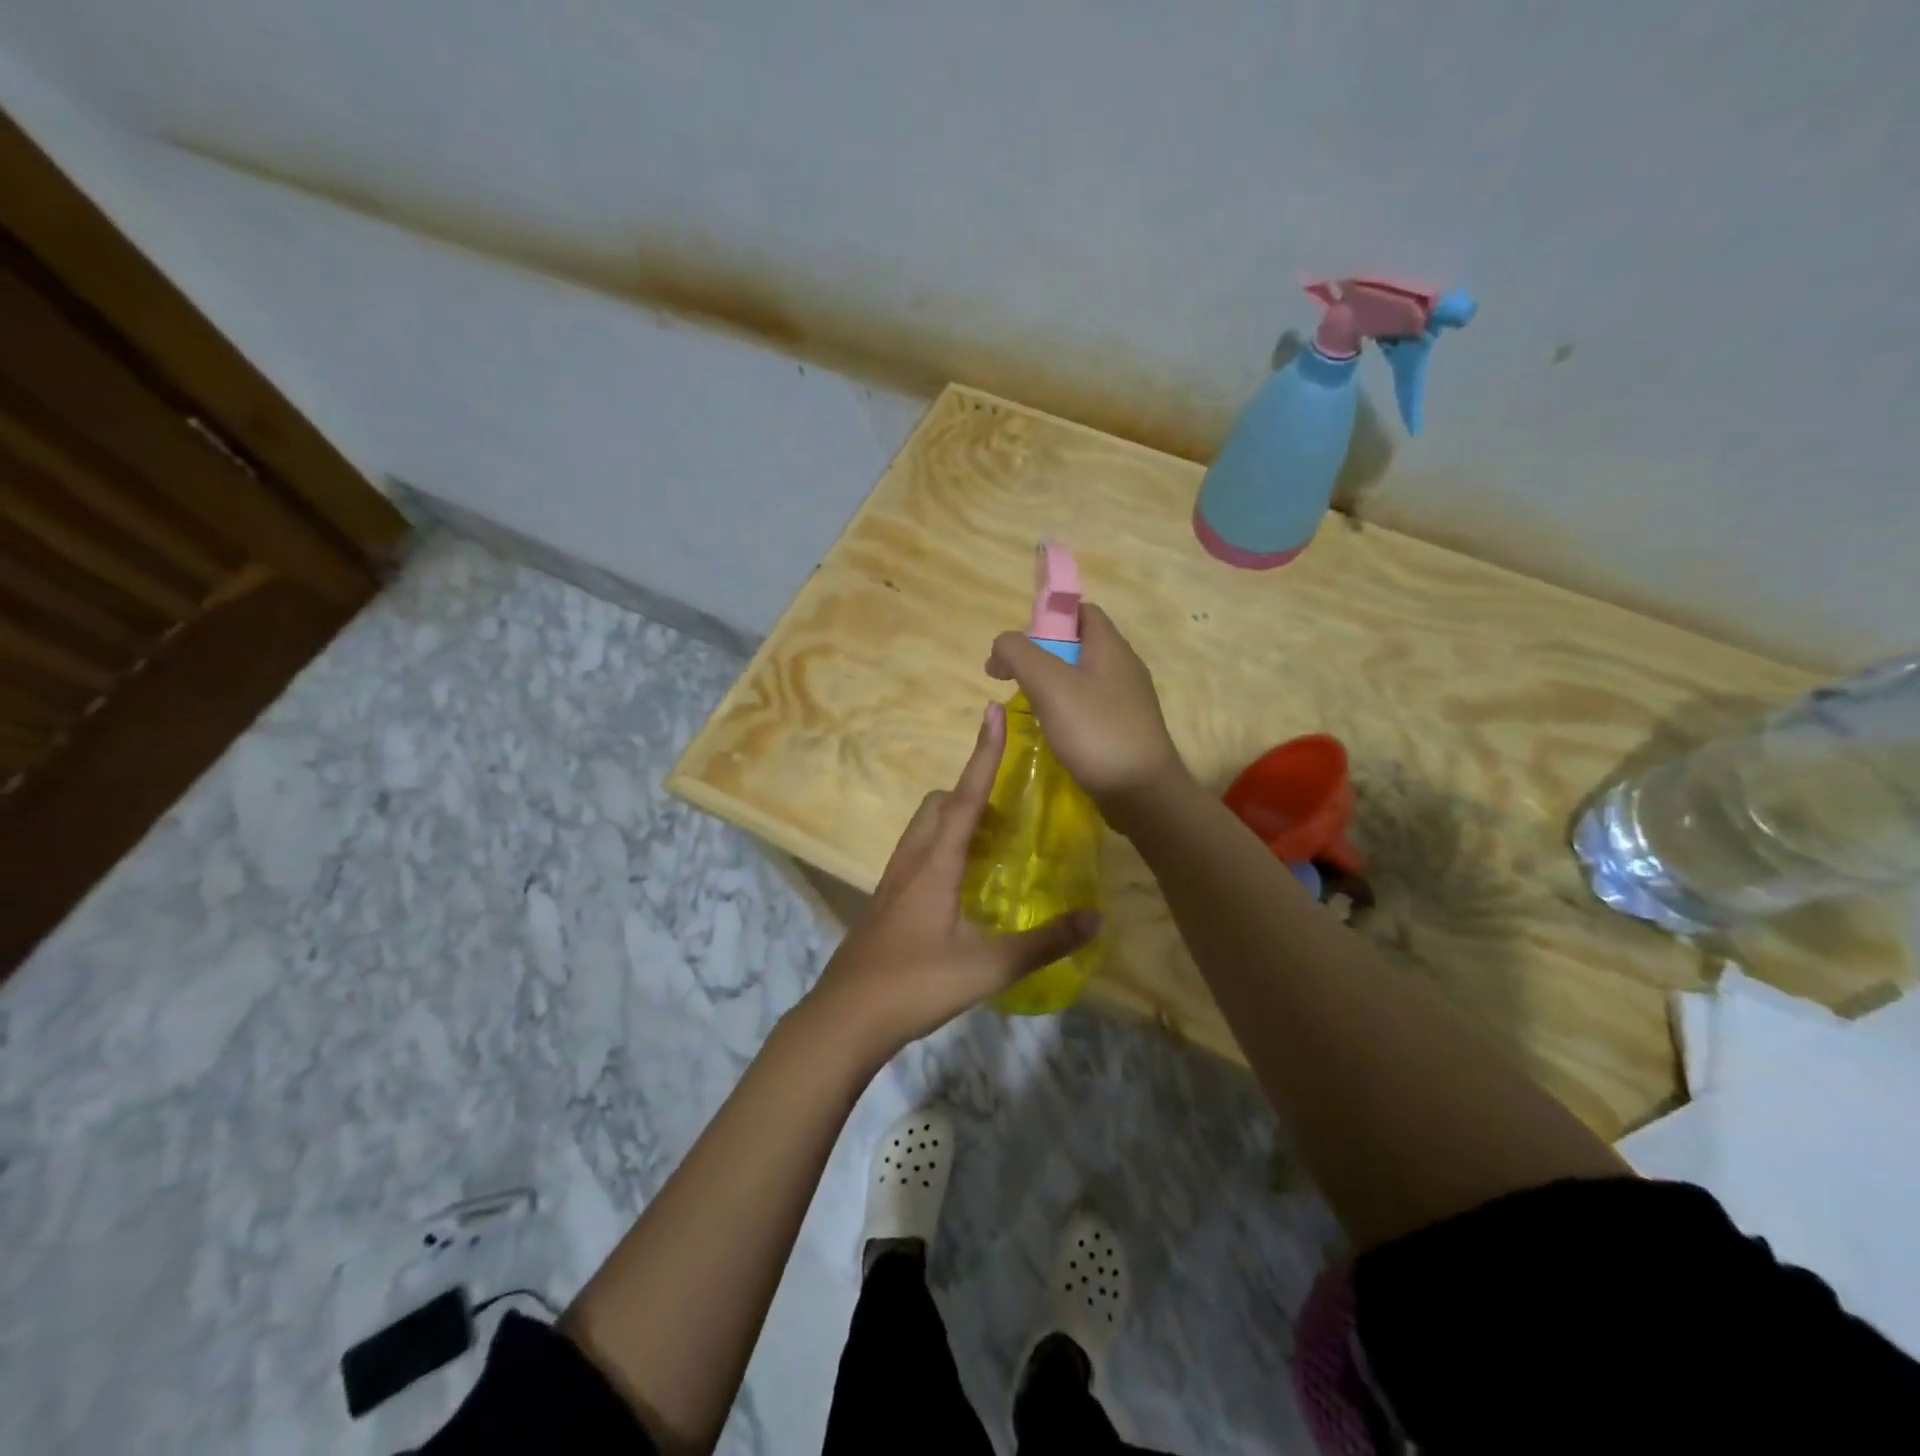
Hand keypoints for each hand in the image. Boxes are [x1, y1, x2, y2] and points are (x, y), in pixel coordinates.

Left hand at [802, 702, 1100, 1060]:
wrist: (845, 1018)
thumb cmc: (916, 985)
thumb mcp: (987, 967)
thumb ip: (1043, 943)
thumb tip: (1094, 918)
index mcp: (935, 863)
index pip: (967, 796)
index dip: (984, 754)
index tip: (993, 712)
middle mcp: (912, 860)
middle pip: (940, 805)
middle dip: (973, 793)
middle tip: (1009, 817)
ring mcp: (893, 881)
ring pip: (924, 829)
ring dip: (956, 821)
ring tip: (991, 849)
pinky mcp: (885, 902)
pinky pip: (917, 854)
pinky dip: (942, 848)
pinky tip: (960, 888)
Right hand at [986, 603, 1187, 818]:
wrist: (1141, 792)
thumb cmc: (1096, 730)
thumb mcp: (1050, 684)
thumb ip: (1019, 654)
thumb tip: (1001, 646)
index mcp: (1110, 646)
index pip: (1080, 611)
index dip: (1047, 617)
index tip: (1019, 644)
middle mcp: (1122, 667)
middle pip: (1077, 645)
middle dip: (1042, 655)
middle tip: (1014, 678)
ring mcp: (1126, 700)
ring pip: (1081, 678)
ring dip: (1051, 686)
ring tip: (1028, 706)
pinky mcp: (1123, 729)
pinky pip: (1089, 707)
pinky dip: (1066, 711)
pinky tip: (1051, 731)